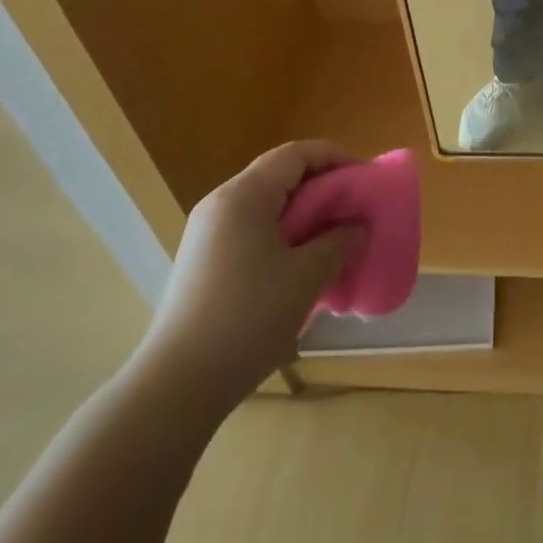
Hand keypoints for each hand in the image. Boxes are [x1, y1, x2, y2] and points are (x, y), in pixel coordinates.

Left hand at [134, 141, 364, 411]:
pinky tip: (302, 267)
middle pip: (279, 176)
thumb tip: (357, 227)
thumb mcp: (306, 278)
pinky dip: (283, 236)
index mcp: (243, 196)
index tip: (367, 178)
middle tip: (356, 209)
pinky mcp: (203, 264)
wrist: (176, 388)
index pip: (296, 154)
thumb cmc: (247, 319)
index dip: (336, 158)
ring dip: (304, 215)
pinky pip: (252, 232)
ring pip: (266, 206)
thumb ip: (339, 243)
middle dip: (322, 188)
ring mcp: (207, 235)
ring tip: (335, 239)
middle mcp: (220, 205)